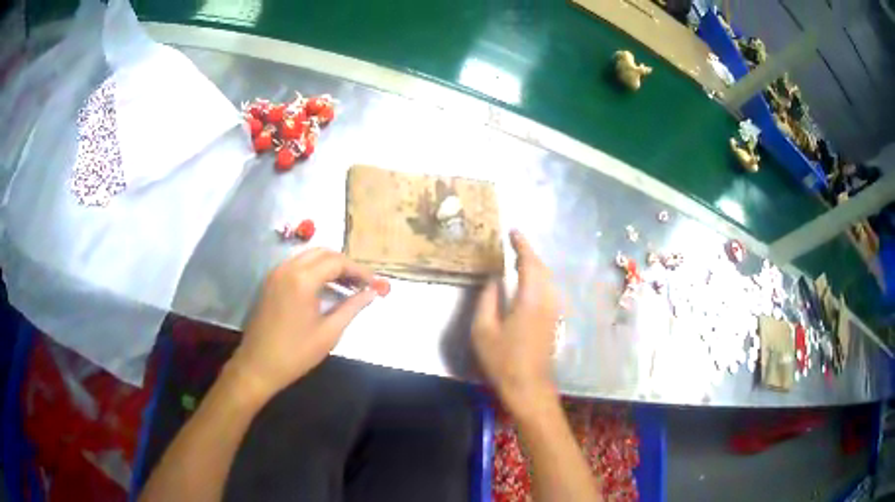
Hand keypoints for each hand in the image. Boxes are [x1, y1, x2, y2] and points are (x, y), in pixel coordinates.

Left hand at [230, 249, 379, 399]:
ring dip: (329, 266)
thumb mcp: (329, 332)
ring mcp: (276, 274)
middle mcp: (287, 269)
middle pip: (323, 253)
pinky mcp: (270, 282)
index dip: (359, 270)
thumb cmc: (296, 353)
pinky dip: (314, 270)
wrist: (258, 366)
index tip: (375, 283)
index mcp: (302, 280)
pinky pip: (296, 266)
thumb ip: (352, 307)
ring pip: (308, 257)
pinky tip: (325, 288)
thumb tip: (372, 293)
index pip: (337, 262)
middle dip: (345, 265)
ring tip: (347, 286)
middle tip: (362, 283)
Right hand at [472, 230, 560, 415]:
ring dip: (535, 265)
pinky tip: (528, 282)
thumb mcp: (483, 330)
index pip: (529, 263)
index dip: (522, 245)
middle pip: (542, 268)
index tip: (513, 231)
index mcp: (530, 299)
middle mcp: (547, 300)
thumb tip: (494, 279)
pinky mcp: (554, 320)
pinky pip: (548, 289)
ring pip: (548, 278)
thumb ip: (487, 300)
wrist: (528, 386)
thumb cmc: (502, 360)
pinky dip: (539, 278)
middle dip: (529, 252)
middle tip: (513, 243)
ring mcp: (553, 311)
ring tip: (518, 258)